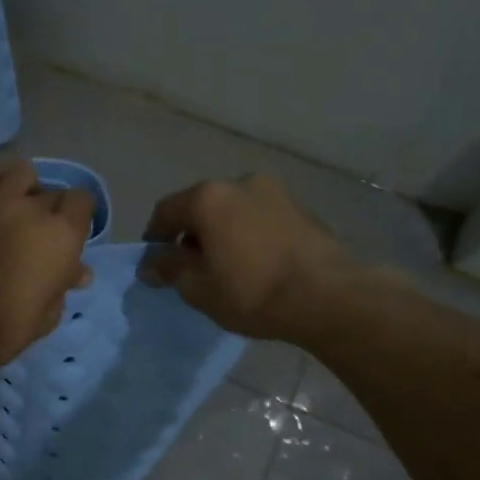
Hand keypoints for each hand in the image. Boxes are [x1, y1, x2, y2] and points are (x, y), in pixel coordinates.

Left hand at [0, 160, 95, 381]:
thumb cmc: (0, 328)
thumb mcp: (45, 317)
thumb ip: (62, 286)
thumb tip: (76, 271)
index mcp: (61, 236)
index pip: (83, 201)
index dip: (78, 215)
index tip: (70, 233)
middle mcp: (32, 208)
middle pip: (52, 191)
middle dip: (51, 209)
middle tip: (40, 232)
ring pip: (20, 172)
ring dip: (24, 187)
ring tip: (15, 207)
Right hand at [139, 173, 365, 342]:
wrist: (329, 297)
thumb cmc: (252, 291)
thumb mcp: (198, 287)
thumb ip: (168, 268)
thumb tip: (151, 262)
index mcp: (207, 197)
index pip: (165, 212)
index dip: (154, 239)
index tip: (156, 266)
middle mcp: (240, 182)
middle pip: (200, 207)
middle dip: (190, 235)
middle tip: (191, 269)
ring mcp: (275, 192)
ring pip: (232, 211)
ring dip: (221, 233)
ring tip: (226, 268)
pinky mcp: (301, 208)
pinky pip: (259, 218)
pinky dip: (248, 235)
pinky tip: (255, 264)